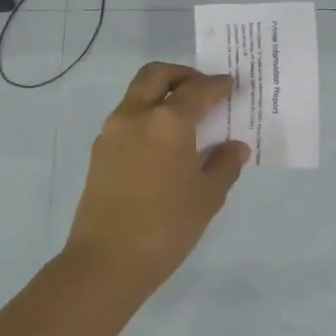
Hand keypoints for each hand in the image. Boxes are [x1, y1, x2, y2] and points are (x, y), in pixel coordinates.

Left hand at [62, 61, 249, 295]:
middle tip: (202, 88)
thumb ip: (225, 165)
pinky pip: (127, 118)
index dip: (217, 85)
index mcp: (168, 122)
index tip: (230, 85)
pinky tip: (164, 143)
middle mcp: (136, 115)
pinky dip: (147, 116)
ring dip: (161, 94)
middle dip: (182, 74)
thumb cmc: (167, 226)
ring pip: (137, 94)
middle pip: (156, 75)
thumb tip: (235, 147)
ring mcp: (112, 132)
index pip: (197, 90)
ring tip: (185, 118)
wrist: (107, 261)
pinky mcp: (99, 151)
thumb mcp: (207, 197)